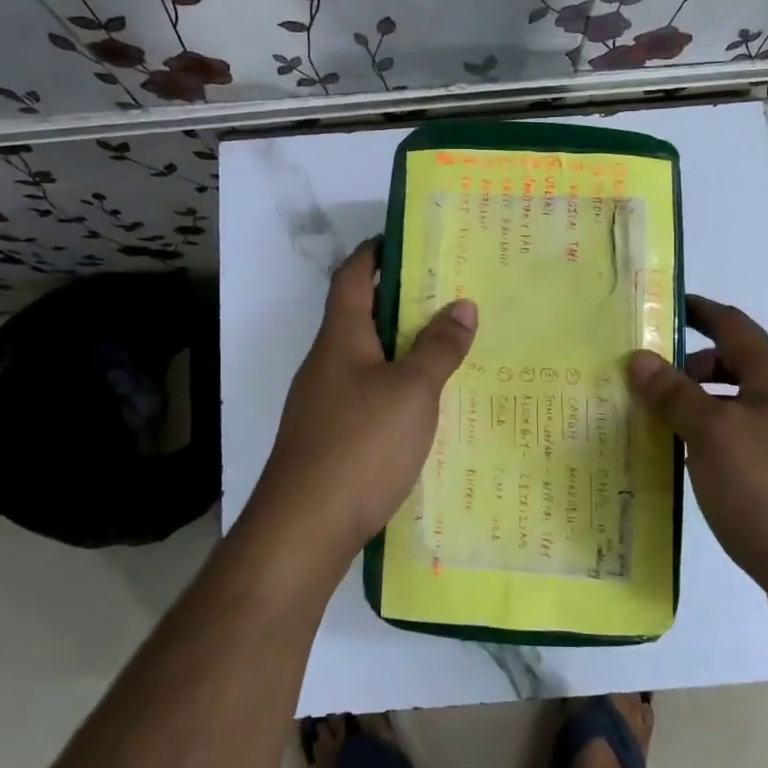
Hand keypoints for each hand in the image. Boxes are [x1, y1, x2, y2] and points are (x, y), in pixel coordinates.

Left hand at [248, 240, 476, 566]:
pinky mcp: (328, 437)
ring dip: (400, 348)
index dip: (376, 253)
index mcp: (340, 338)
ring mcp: (322, 402)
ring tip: (447, 347)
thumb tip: (463, 305)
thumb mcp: (412, 391)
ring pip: (365, 359)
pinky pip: (365, 395)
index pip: (352, 276)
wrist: (304, 527)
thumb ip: (439, 348)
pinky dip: (394, 387)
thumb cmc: (360, 445)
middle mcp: (325, 363)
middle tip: (448, 295)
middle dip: (400, 301)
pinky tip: (423, 406)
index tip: (409, 240)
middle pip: (359, 316)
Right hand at [627, 295, 767, 585]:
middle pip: (731, 365)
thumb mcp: (712, 434)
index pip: (732, 324)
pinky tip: (678, 460)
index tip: (657, 306)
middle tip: (640, 377)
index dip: (697, 310)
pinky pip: (735, 441)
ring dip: (692, 405)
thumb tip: (638, 357)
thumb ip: (674, 393)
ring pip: (731, 406)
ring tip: (648, 419)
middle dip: (686, 365)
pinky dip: (704, 438)